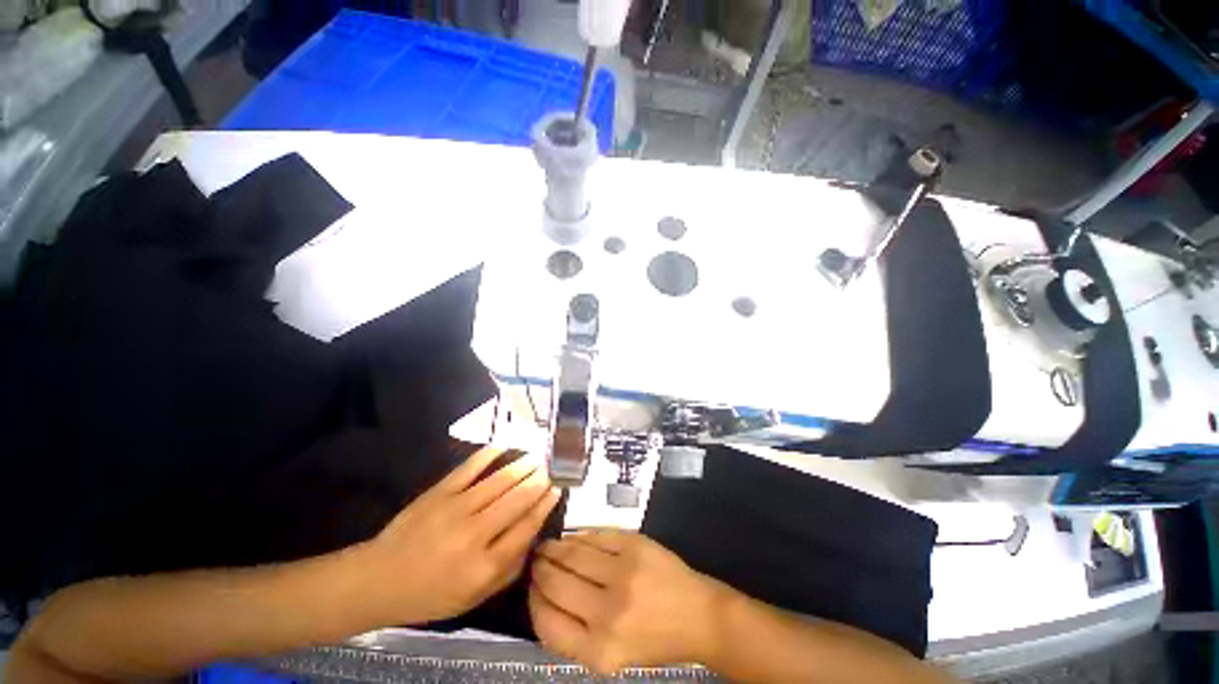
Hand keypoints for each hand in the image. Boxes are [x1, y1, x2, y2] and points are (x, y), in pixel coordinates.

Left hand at [362, 446, 560, 625]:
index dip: (545, 505)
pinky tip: (503, 447)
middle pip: (516, 500)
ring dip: (522, 466)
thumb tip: (533, 535)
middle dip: (538, 481)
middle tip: (551, 469)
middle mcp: (474, 535)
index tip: (556, 490)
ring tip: (536, 457)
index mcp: (484, 566)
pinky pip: (469, 468)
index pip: (526, 527)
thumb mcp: (474, 597)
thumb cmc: (430, 595)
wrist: (379, 580)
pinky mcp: (439, 493)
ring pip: (499, 481)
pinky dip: (488, 455)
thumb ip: (509, 569)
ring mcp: (455, 509)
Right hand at [528, 530, 724, 674]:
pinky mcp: (634, 545)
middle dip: (540, 569)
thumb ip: (574, 633)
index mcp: (599, 651)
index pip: (547, 623)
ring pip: (573, 554)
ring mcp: (623, 574)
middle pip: (556, 583)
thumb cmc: (653, 640)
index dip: (534, 600)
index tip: (531, 587)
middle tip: (536, 559)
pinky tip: (573, 538)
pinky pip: (595, 536)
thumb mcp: (610, 655)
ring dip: (555, 548)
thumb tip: (543, 596)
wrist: (697, 615)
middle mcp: (608, 614)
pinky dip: (579, 536)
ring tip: (548, 546)